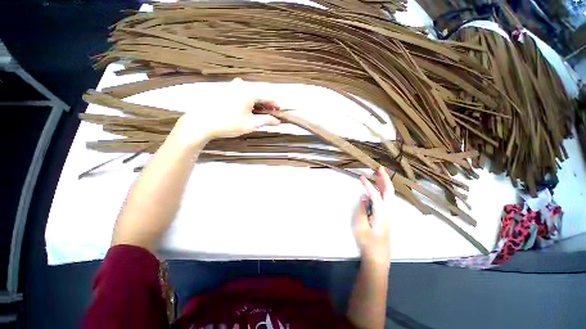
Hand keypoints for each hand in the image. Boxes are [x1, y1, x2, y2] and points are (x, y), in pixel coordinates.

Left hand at [172, 78, 280, 144]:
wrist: (202, 123)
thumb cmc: (229, 124)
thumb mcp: (251, 124)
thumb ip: (266, 121)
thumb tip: (278, 121)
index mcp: (249, 92)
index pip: (267, 97)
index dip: (274, 105)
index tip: (279, 112)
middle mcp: (240, 85)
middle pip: (258, 95)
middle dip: (264, 105)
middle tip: (268, 115)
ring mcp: (229, 86)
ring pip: (248, 94)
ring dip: (255, 103)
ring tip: (255, 114)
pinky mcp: (222, 90)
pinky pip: (238, 94)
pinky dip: (244, 101)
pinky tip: (242, 111)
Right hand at [353, 167, 392, 264]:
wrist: (377, 258)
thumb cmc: (367, 243)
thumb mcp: (360, 227)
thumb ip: (361, 210)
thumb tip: (363, 197)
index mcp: (382, 215)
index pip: (376, 196)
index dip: (368, 185)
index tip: (360, 177)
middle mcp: (388, 212)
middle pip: (389, 192)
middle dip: (384, 178)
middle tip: (379, 168)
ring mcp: (389, 214)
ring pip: (389, 195)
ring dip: (384, 183)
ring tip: (378, 174)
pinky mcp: (386, 217)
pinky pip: (386, 200)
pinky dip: (382, 190)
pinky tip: (377, 188)